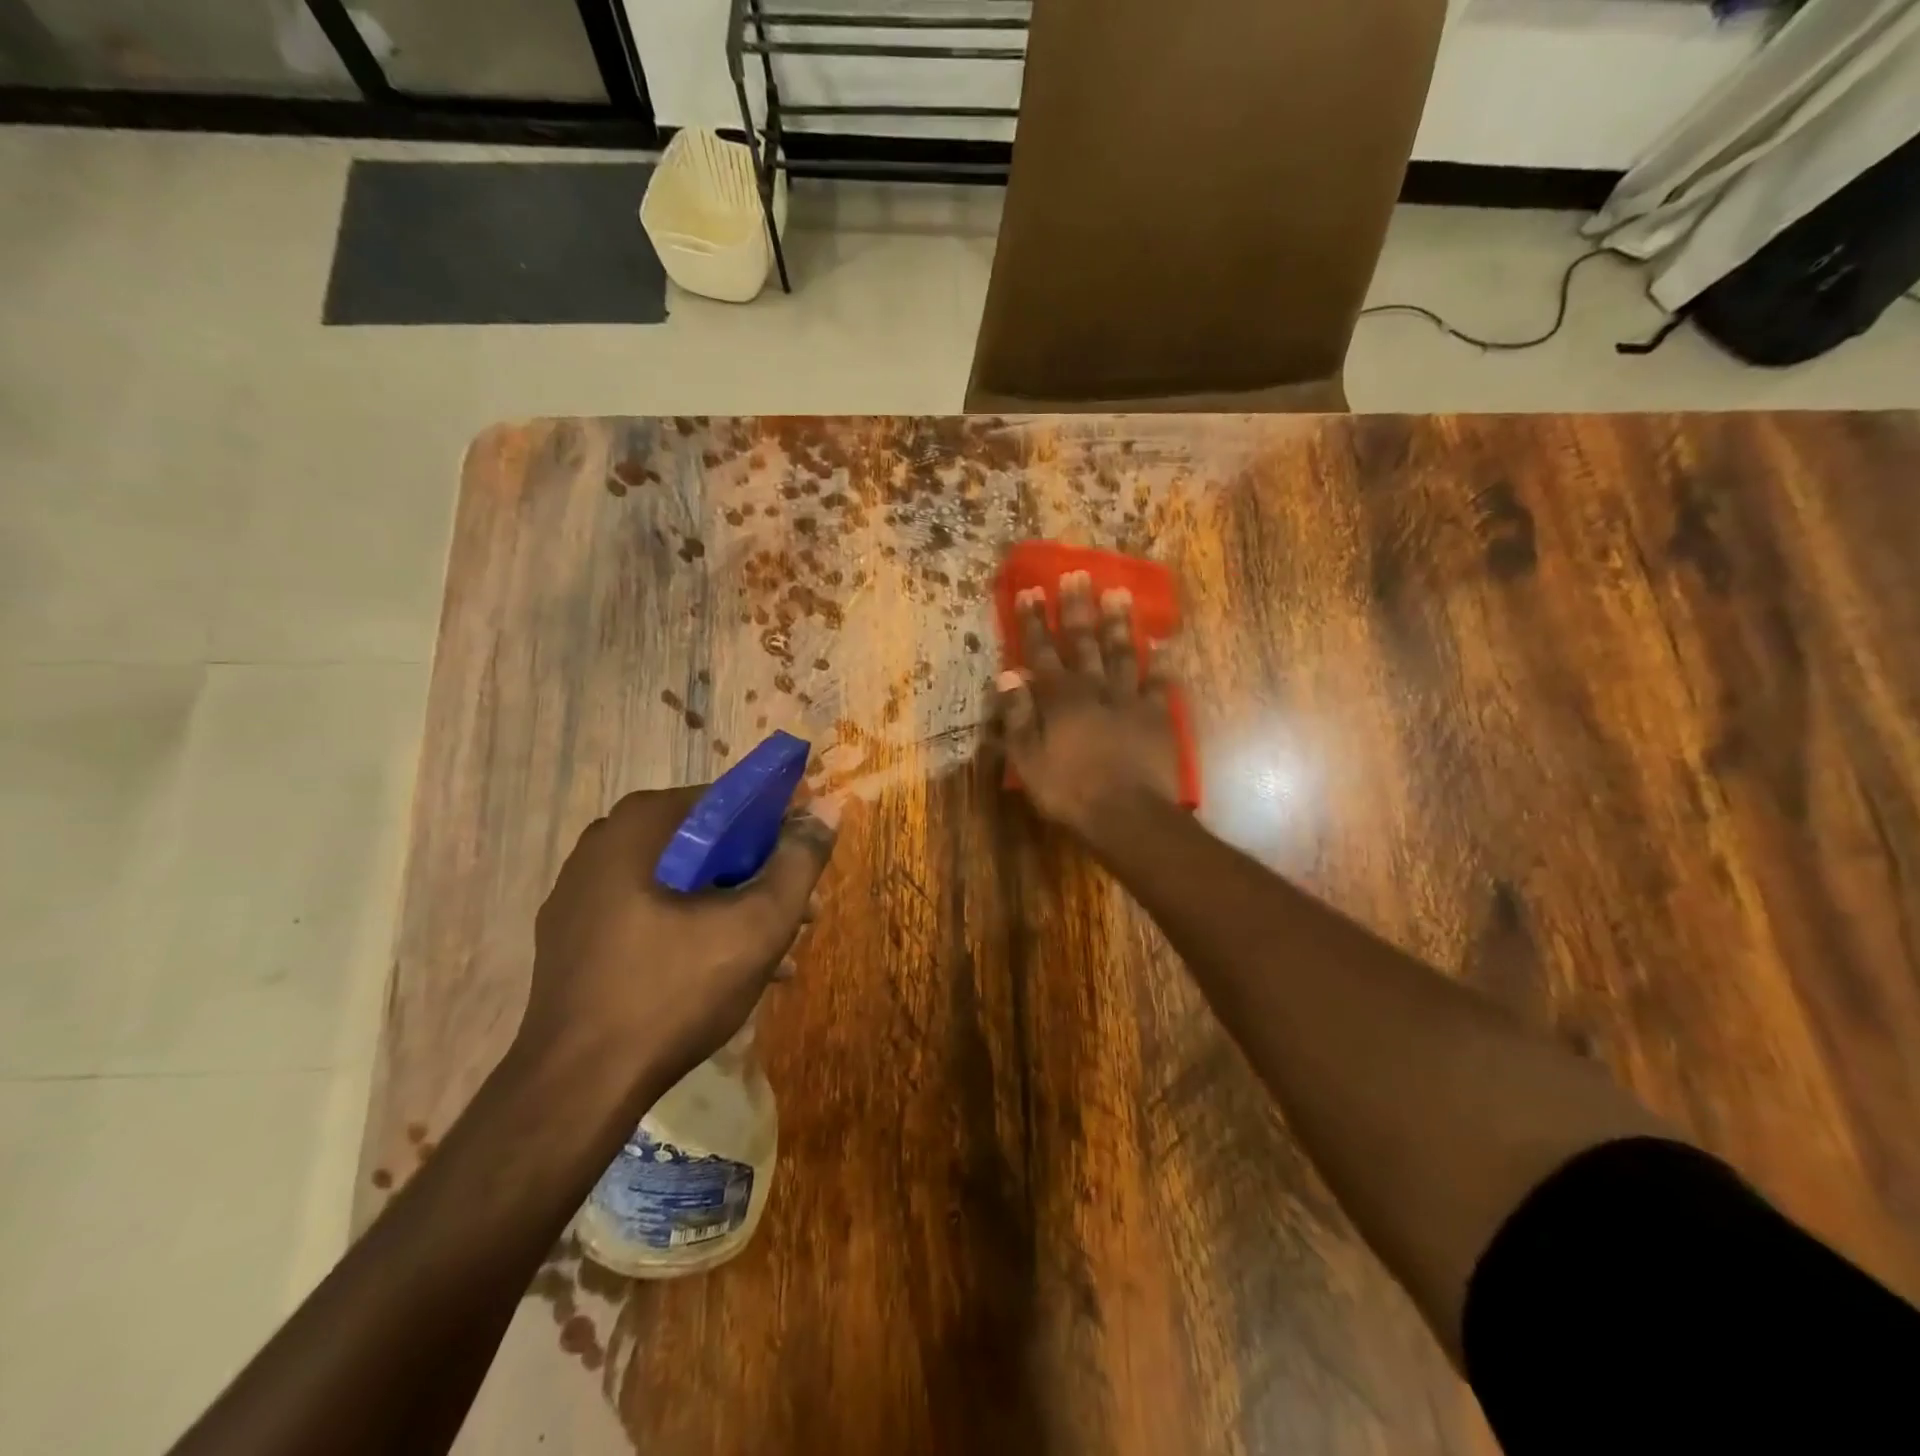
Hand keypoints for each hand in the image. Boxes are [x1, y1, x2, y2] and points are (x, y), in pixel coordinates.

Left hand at [519, 786, 838, 1095]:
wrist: (577, 1090)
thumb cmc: (674, 992)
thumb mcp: (758, 924)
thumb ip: (799, 861)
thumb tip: (827, 810)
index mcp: (641, 825)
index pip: (729, 801)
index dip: (780, 827)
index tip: (808, 863)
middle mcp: (604, 844)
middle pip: (706, 844)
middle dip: (760, 876)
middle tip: (800, 915)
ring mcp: (582, 893)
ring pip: (680, 882)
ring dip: (733, 907)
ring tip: (778, 951)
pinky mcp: (575, 938)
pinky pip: (650, 913)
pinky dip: (693, 929)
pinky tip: (729, 972)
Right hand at [994, 569, 1182, 838]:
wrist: (1127, 815)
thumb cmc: (1069, 790)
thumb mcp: (1028, 759)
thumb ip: (1018, 715)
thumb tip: (1007, 675)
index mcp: (1059, 698)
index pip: (1041, 651)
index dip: (1034, 621)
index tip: (1031, 590)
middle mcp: (1094, 689)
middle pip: (1084, 642)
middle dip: (1078, 608)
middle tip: (1079, 574)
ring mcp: (1128, 700)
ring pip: (1122, 653)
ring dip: (1119, 623)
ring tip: (1119, 593)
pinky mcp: (1156, 716)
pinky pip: (1159, 684)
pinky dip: (1161, 664)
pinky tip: (1163, 646)